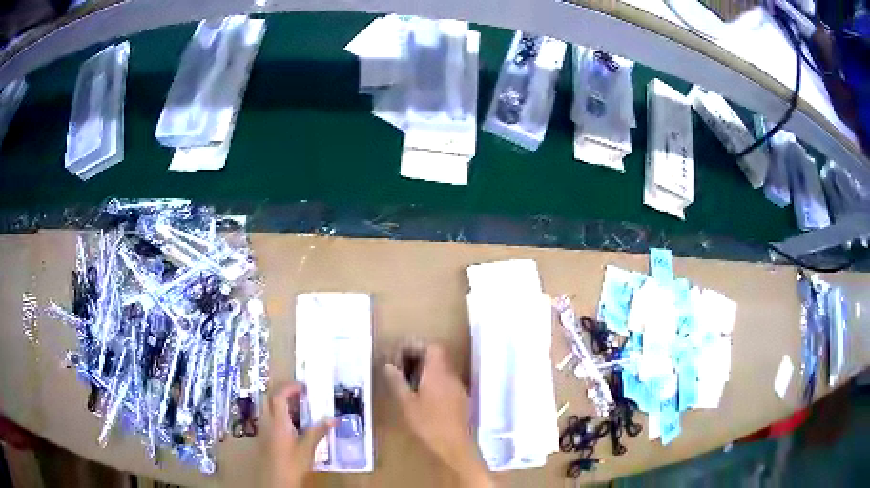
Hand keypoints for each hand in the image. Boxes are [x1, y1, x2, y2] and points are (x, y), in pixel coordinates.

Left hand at [264, 382, 334, 487]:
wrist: (276, 480)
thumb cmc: (292, 464)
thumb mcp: (308, 448)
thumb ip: (318, 431)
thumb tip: (333, 418)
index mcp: (278, 421)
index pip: (278, 395)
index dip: (290, 387)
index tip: (304, 387)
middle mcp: (267, 421)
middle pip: (269, 397)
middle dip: (282, 391)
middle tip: (299, 392)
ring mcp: (264, 429)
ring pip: (268, 407)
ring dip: (280, 401)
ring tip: (297, 406)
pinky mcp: (264, 437)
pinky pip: (269, 417)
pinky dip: (279, 413)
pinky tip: (291, 423)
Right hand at [385, 344, 492, 487]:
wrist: (456, 445)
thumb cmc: (429, 424)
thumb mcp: (407, 404)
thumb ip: (397, 382)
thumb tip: (389, 365)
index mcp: (438, 373)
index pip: (432, 347)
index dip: (416, 346)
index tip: (400, 355)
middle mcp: (451, 375)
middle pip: (438, 356)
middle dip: (418, 357)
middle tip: (401, 368)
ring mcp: (458, 387)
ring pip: (442, 369)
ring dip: (425, 370)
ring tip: (408, 382)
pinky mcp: (461, 398)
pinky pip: (446, 380)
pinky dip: (433, 380)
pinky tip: (422, 396)